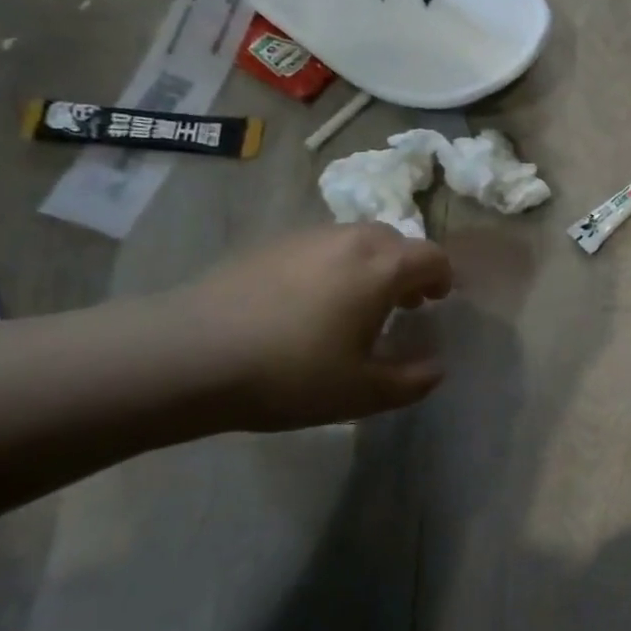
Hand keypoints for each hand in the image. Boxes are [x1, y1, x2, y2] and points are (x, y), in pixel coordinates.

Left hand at [177, 223, 453, 429]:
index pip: (432, 256)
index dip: (443, 277)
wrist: (187, 354)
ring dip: (369, 264)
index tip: (436, 301)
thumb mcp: (360, 393)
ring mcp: (306, 237)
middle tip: (400, 304)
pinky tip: (306, 303)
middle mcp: (350, 240)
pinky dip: (331, 265)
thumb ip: (410, 382)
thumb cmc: (289, 373)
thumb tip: (436, 369)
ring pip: (355, 239)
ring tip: (353, 303)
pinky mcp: (268, 244)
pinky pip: (319, 246)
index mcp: (382, 268)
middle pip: (395, 240)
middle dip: (406, 268)